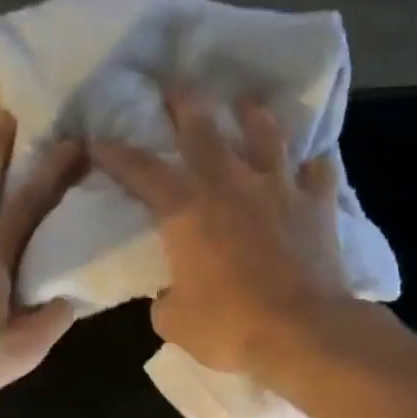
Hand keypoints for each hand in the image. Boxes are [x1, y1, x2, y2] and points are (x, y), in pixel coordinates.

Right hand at [91, 88, 353, 379]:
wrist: (301, 332)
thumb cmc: (229, 327)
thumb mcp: (175, 322)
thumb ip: (166, 298)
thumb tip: (171, 293)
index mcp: (186, 209)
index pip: (141, 171)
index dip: (116, 154)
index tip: (98, 141)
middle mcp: (230, 183)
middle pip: (203, 126)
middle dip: (183, 101)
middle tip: (174, 85)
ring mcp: (278, 188)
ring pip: (265, 133)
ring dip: (252, 114)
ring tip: (247, 104)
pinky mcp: (317, 204)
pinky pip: (318, 169)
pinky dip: (311, 162)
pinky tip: (310, 160)